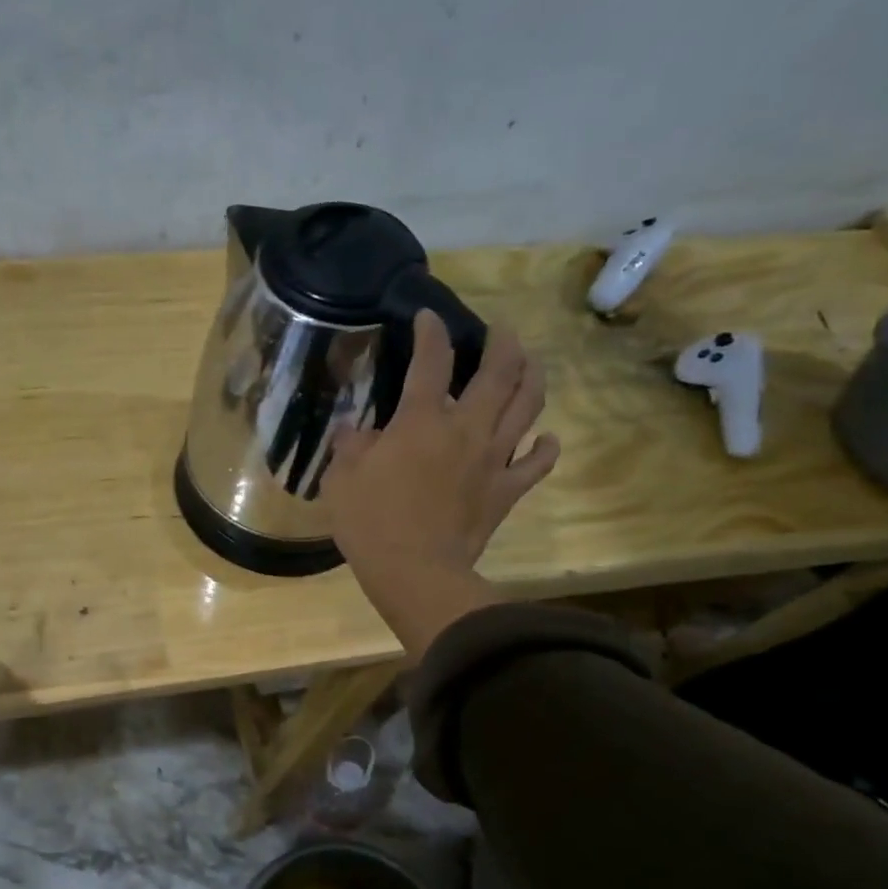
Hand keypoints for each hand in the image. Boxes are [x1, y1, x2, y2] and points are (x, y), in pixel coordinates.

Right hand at [326, 312, 558, 659]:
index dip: (431, 331)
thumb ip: (350, 446)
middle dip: (503, 343)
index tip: (428, 317)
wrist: (414, 571)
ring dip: (532, 378)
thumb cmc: (371, 521)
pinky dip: (545, 446)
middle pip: (499, 371)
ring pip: (528, 405)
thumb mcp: (342, 478)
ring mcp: (493, 458)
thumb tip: (355, 430)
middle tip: (501, 331)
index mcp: (422, 420)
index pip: (431, 360)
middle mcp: (467, 428)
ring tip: (531, 364)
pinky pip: (537, 462)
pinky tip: (545, 437)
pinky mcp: (506, 490)